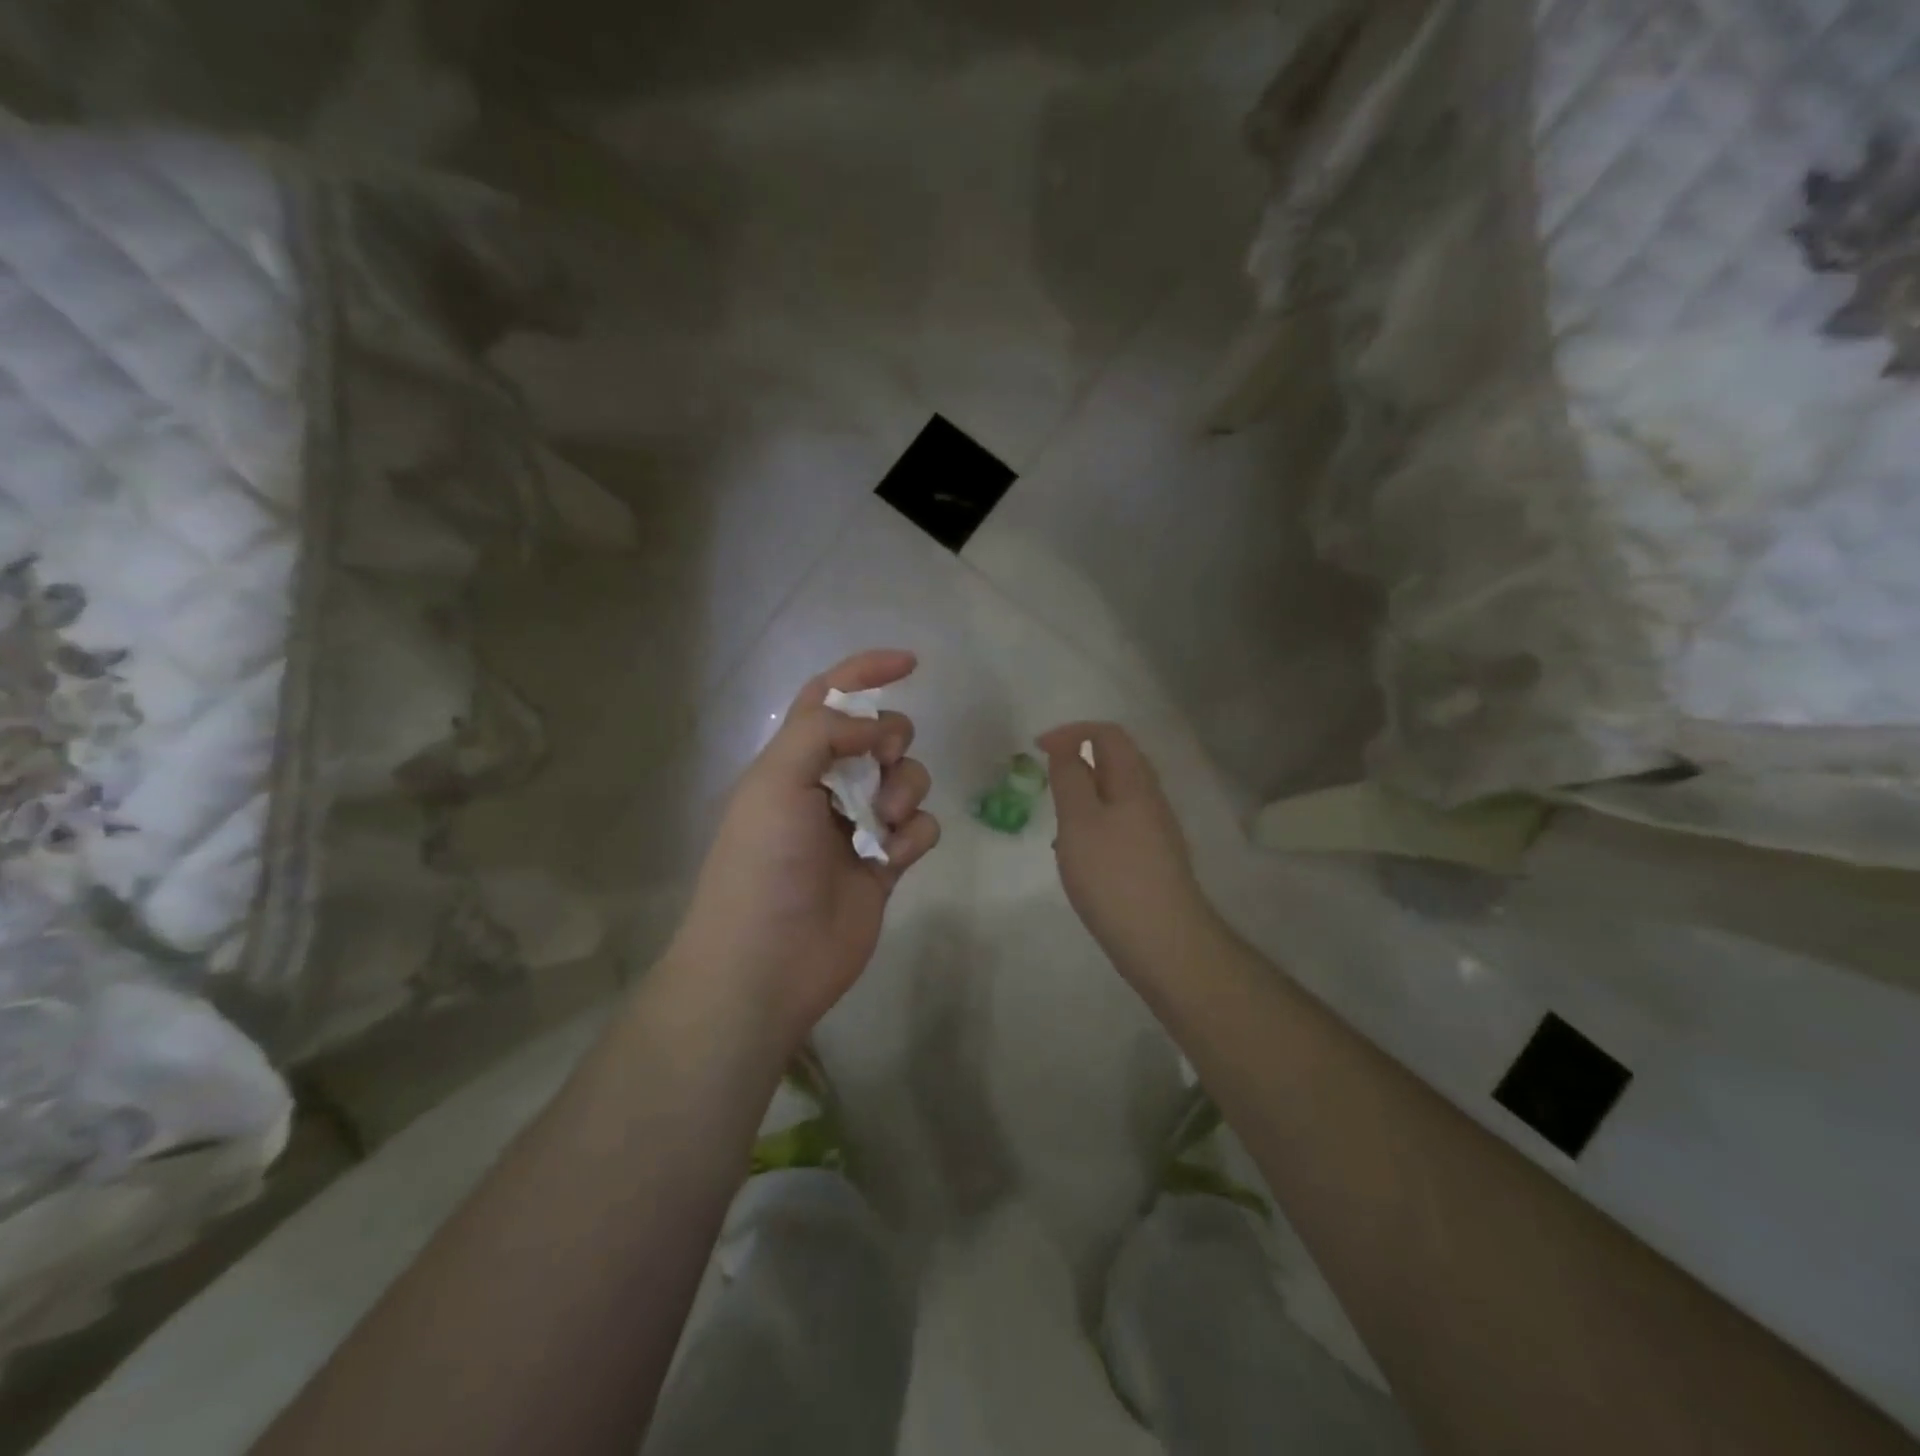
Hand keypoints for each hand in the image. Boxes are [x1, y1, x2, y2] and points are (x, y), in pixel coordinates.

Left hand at [673, 651, 940, 1050]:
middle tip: (881, 764)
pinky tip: (894, 858)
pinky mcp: (885, 865)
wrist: (767, 961)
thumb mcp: (776, 781)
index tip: (911, 663)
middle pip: (880, 736)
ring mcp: (859, 827)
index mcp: (792, 761)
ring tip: (887, 822)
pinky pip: (920, 830)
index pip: (829, 698)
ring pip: (906, 780)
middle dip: (892, 740)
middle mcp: (827, 787)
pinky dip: (915, 835)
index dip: (865, 672)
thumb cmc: (763, 864)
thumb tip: (871, 723)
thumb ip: (822, 732)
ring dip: (906, 789)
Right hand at [1038, 723, 1214, 978]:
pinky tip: (1078, 854)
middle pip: (1117, 761)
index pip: (1108, 734)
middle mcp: (1150, 799)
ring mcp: (1154, 830)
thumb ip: (1070, 779)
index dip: (1071, 732)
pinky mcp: (1151, 859)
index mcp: (1135, 782)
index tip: (1037, 749)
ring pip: (1116, 795)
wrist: (1164, 942)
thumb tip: (1066, 747)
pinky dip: (1093, 824)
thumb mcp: (1080, 822)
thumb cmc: (1114, 876)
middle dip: (1078, 762)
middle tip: (1046, 782)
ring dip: (1083, 796)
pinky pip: (1118, 824)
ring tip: (1057, 822)